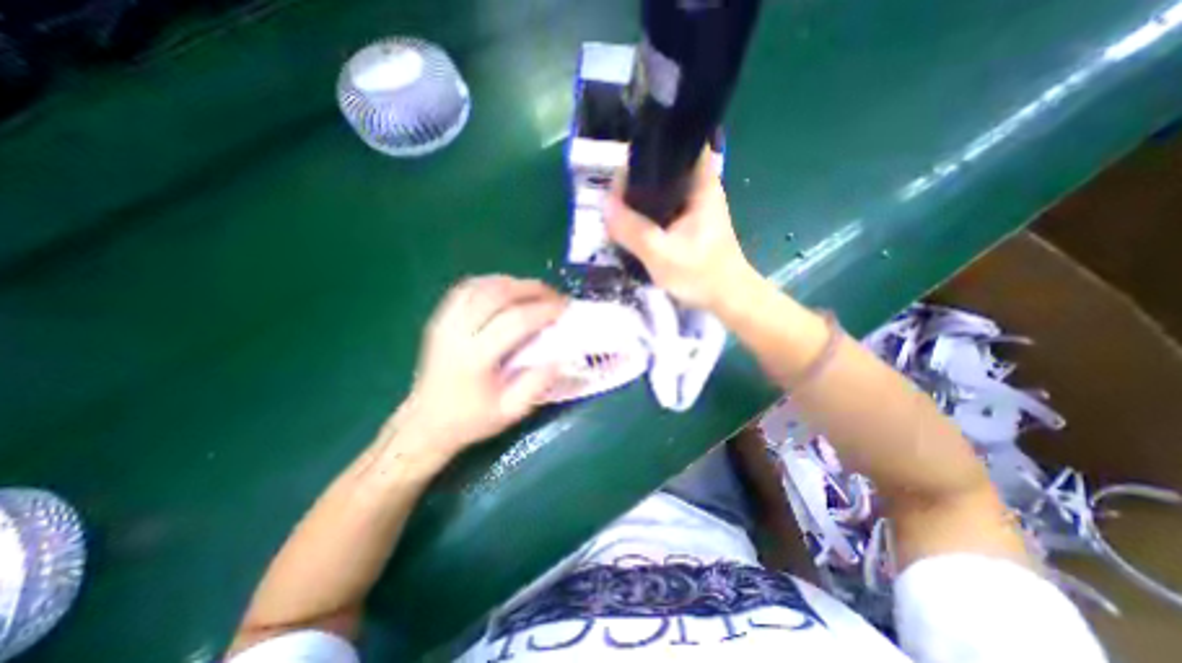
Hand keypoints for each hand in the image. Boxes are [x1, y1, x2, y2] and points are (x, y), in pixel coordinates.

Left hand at [390, 277, 568, 458]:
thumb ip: (537, 383)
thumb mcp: (511, 411)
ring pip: (481, 286)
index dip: (544, 310)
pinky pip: (466, 289)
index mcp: (475, 358)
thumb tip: (560, 356)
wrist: (426, 422)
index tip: (565, 309)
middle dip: (531, 289)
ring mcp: (444, 322)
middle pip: (497, 294)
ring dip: (513, 283)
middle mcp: (457, 333)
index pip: (515, 321)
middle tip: (554, 295)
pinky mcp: (439, 318)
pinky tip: (507, 290)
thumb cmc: (471, 419)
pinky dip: (491, 283)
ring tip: (535, 291)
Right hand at [605, 151, 761, 310]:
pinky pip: (663, 208)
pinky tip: (633, 225)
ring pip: (661, 190)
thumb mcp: (660, 253)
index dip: (648, 149)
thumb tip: (604, 205)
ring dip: (640, 198)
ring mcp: (695, 205)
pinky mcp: (690, 222)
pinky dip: (647, 213)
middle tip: (612, 198)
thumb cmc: (700, 274)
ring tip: (617, 211)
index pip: (675, 145)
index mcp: (700, 183)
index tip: (621, 169)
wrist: (727, 298)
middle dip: (636, 179)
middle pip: (663, 168)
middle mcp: (699, 187)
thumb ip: (632, 229)